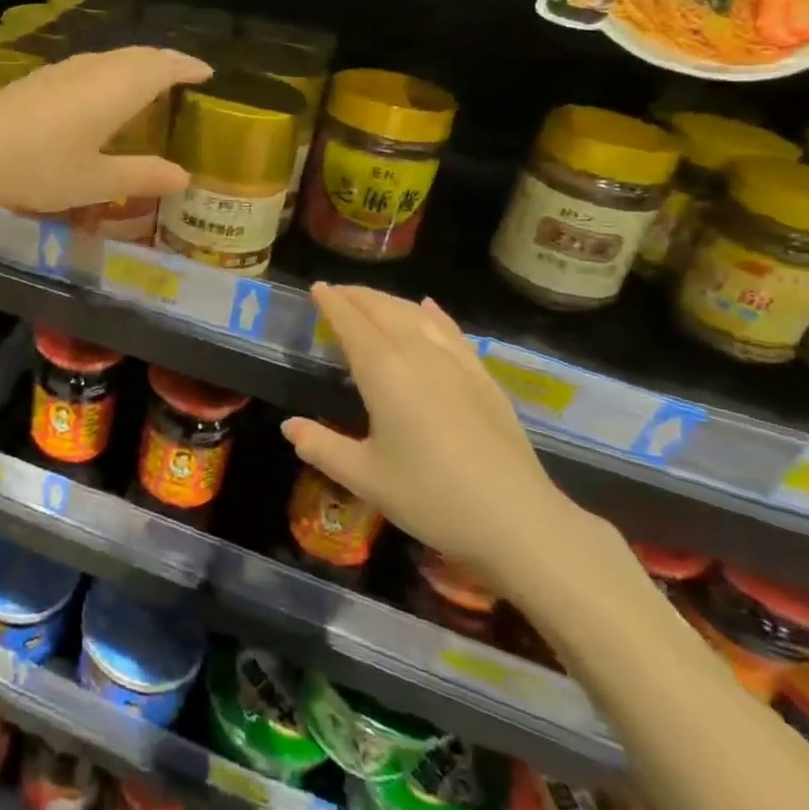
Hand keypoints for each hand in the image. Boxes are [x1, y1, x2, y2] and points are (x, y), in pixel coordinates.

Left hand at [0, 47, 211, 212]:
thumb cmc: (40, 167)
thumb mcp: (96, 181)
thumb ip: (141, 175)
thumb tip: (184, 176)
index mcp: (117, 88)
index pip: (162, 66)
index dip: (186, 67)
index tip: (206, 72)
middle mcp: (92, 70)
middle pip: (137, 55)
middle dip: (163, 62)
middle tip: (181, 76)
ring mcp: (60, 71)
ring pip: (109, 58)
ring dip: (133, 65)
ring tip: (145, 84)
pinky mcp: (36, 81)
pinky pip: (87, 67)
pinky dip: (108, 74)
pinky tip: (97, 95)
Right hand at [283, 285, 584, 592]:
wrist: (520, 521)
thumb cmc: (433, 498)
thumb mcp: (365, 478)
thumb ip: (322, 447)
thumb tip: (288, 427)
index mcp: (384, 373)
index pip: (352, 323)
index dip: (332, 303)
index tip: (316, 288)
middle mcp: (419, 356)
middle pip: (384, 311)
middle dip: (357, 296)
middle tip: (336, 291)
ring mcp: (456, 365)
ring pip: (417, 316)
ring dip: (389, 302)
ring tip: (371, 299)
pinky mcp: (484, 379)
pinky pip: (452, 332)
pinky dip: (433, 315)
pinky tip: (428, 308)